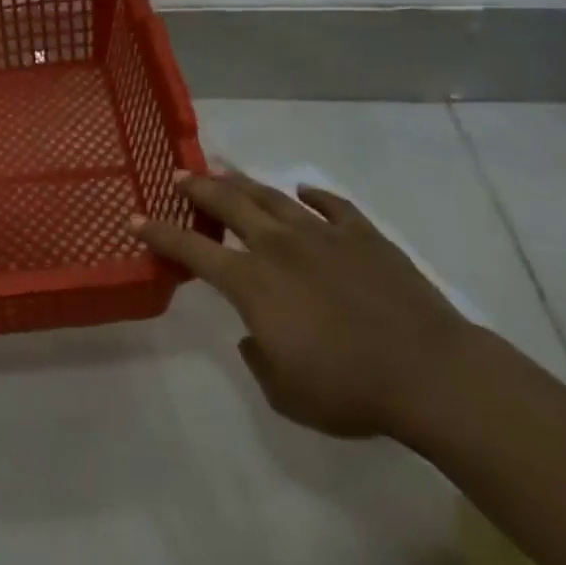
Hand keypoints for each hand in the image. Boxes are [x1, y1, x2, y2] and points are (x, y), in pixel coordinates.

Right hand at [132, 171, 474, 438]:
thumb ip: (257, 357)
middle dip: (198, 188)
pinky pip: (332, 206)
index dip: (159, 234)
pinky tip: (303, 191)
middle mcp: (278, 246)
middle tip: (180, 175)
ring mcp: (322, 235)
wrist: (429, 373)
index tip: (136, 219)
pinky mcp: (363, 235)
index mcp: (251, 282)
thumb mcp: (285, 392)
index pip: (191, 249)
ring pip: (272, 197)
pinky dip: (313, 196)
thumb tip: (252, 333)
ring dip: (243, 182)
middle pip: (228, 204)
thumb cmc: (348, 389)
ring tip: (225, 172)